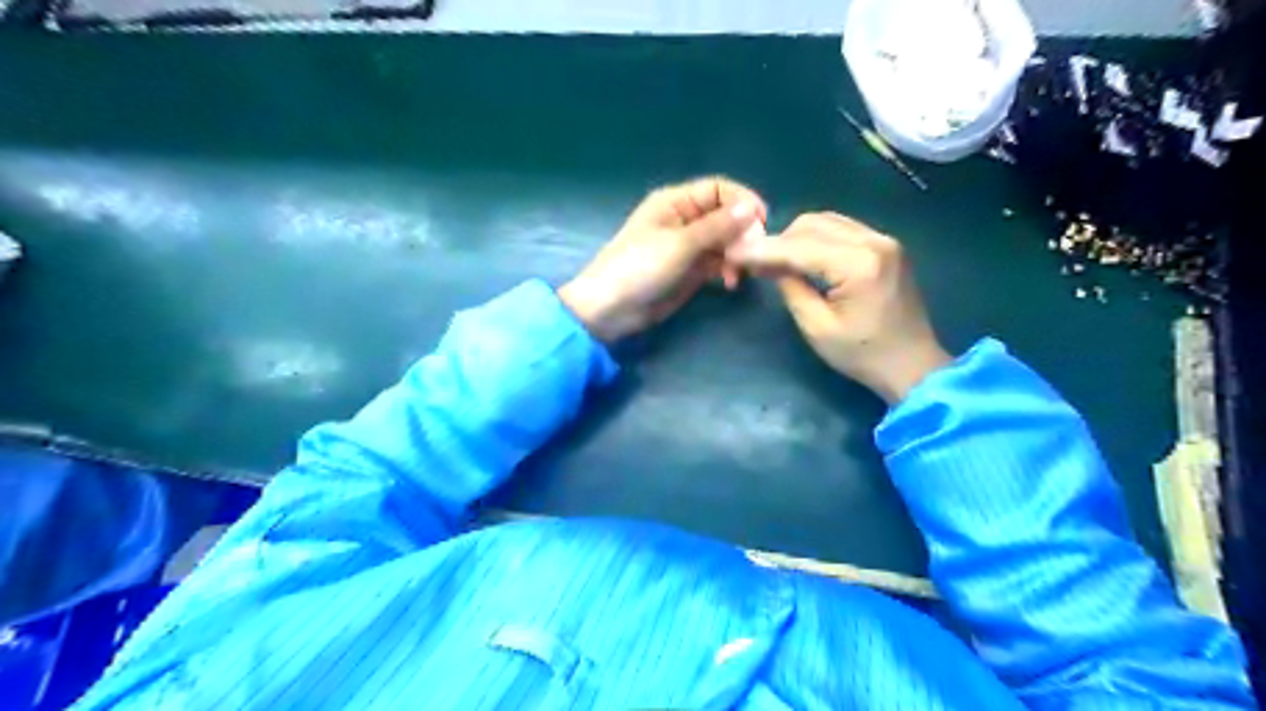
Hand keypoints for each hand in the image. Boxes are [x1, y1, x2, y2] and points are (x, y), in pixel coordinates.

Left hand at [561, 179, 765, 344]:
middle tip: (750, 254)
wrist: (611, 308)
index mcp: (676, 202)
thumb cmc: (639, 267)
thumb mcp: (680, 244)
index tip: (762, 221)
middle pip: (726, 216)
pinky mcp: (691, 271)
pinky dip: (728, 269)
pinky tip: (730, 283)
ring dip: (737, 253)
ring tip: (738, 273)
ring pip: (725, 241)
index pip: (718, 189)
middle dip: (742, 232)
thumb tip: (751, 208)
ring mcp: (689, 246)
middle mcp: (685, 219)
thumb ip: (717, 226)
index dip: (742, 200)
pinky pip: (719, 262)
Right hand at [729, 212, 943, 402]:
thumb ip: (791, 288)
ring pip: (827, 221)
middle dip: (780, 240)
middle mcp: (875, 241)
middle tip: (757, 263)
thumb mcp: (816, 328)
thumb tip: (772, 265)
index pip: (800, 246)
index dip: (764, 249)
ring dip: (797, 237)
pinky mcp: (886, 246)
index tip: (734, 252)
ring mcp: (884, 240)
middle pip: (813, 223)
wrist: (912, 365)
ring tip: (777, 262)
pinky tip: (804, 259)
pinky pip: (842, 230)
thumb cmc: (862, 355)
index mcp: (859, 265)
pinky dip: (817, 239)